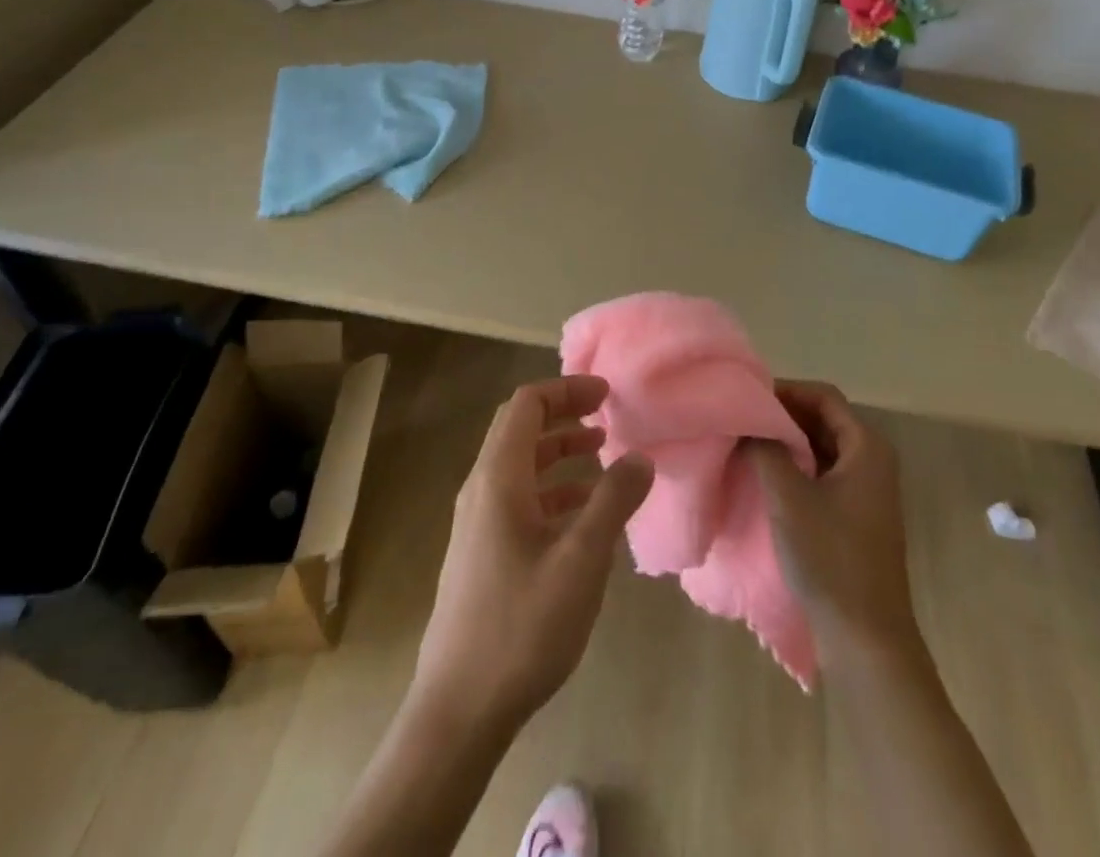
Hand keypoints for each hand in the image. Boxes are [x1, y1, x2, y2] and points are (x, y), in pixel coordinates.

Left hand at [413, 376, 653, 732]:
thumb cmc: (521, 627)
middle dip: (563, 414)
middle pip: (519, 429)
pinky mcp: (482, 553)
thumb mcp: (581, 561)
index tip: (607, 395)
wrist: (458, 710)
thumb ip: (613, 502)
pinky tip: (583, 513)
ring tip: (602, 456)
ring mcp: (478, 523)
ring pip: (520, 465)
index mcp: (498, 479)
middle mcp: (481, 490)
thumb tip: (640, 457)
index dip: (566, 390)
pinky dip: (552, 489)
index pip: (526, 405)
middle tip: (606, 415)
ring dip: (559, 452)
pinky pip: (519, 499)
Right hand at [750, 381, 917, 665]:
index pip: (823, 396)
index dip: (786, 391)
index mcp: (866, 447)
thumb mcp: (788, 497)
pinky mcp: (857, 517)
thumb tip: (749, 422)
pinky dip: (797, 468)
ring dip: (788, 443)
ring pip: (822, 448)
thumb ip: (766, 449)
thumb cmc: (830, 558)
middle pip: (824, 419)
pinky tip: (766, 479)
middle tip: (742, 420)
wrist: (866, 640)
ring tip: (747, 446)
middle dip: (784, 416)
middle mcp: (873, 461)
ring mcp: (867, 491)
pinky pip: (824, 474)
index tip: (748, 399)